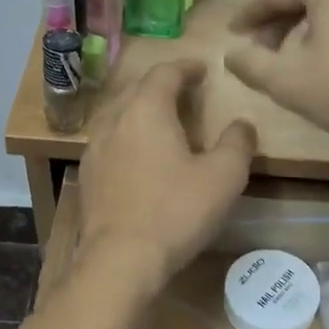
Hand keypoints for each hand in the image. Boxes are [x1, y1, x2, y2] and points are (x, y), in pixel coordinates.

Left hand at [78, 61, 256, 287]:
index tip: (201, 69)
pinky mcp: (86, 177)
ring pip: (118, 116)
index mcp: (146, 111)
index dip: (185, 67)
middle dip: (160, 86)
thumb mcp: (223, 178)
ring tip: (161, 123)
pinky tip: (138, 158)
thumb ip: (237, 144)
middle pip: (136, 90)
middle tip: (183, 93)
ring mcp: (94, 150)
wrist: (119, 260)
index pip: (164, 73)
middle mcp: (114, 121)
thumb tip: (242, 125)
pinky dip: (126, 138)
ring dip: (140, 112)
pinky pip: (108, 143)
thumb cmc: (175, 213)